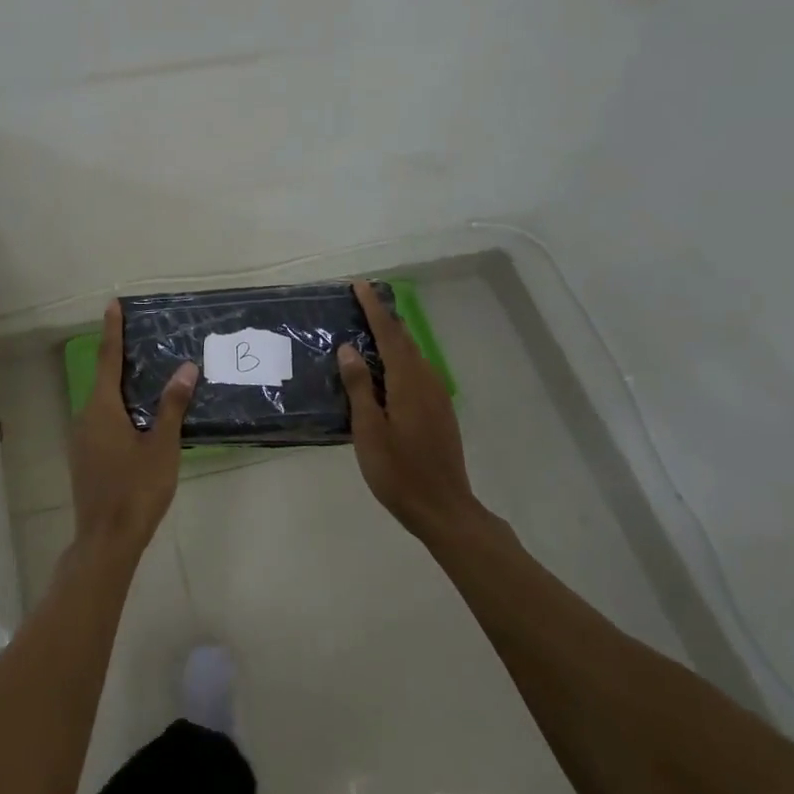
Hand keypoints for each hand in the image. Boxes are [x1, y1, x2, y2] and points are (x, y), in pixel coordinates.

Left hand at [70, 300, 197, 554]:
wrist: (107, 540)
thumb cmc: (136, 489)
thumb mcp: (162, 446)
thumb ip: (172, 406)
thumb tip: (186, 368)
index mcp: (102, 408)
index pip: (109, 359)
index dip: (112, 330)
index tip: (112, 304)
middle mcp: (86, 417)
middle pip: (105, 379)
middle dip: (122, 359)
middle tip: (143, 340)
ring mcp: (82, 440)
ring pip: (104, 403)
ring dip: (122, 388)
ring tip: (148, 378)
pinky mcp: (86, 458)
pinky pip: (103, 421)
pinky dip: (120, 410)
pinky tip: (139, 420)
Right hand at [339, 280, 485, 543]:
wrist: (444, 508)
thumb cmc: (398, 471)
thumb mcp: (368, 430)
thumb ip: (359, 386)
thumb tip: (349, 348)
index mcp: (407, 382)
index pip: (389, 334)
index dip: (373, 308)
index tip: (359, 285)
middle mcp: (426, 381)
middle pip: (404, 340)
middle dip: (383, 318)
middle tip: (360, 303)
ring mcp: (436, 396)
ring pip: (412, 355)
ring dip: (392, 339)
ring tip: (367, 333)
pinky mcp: (439, 411)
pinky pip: (417, 372)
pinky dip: (399, 360)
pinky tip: (385, 372)